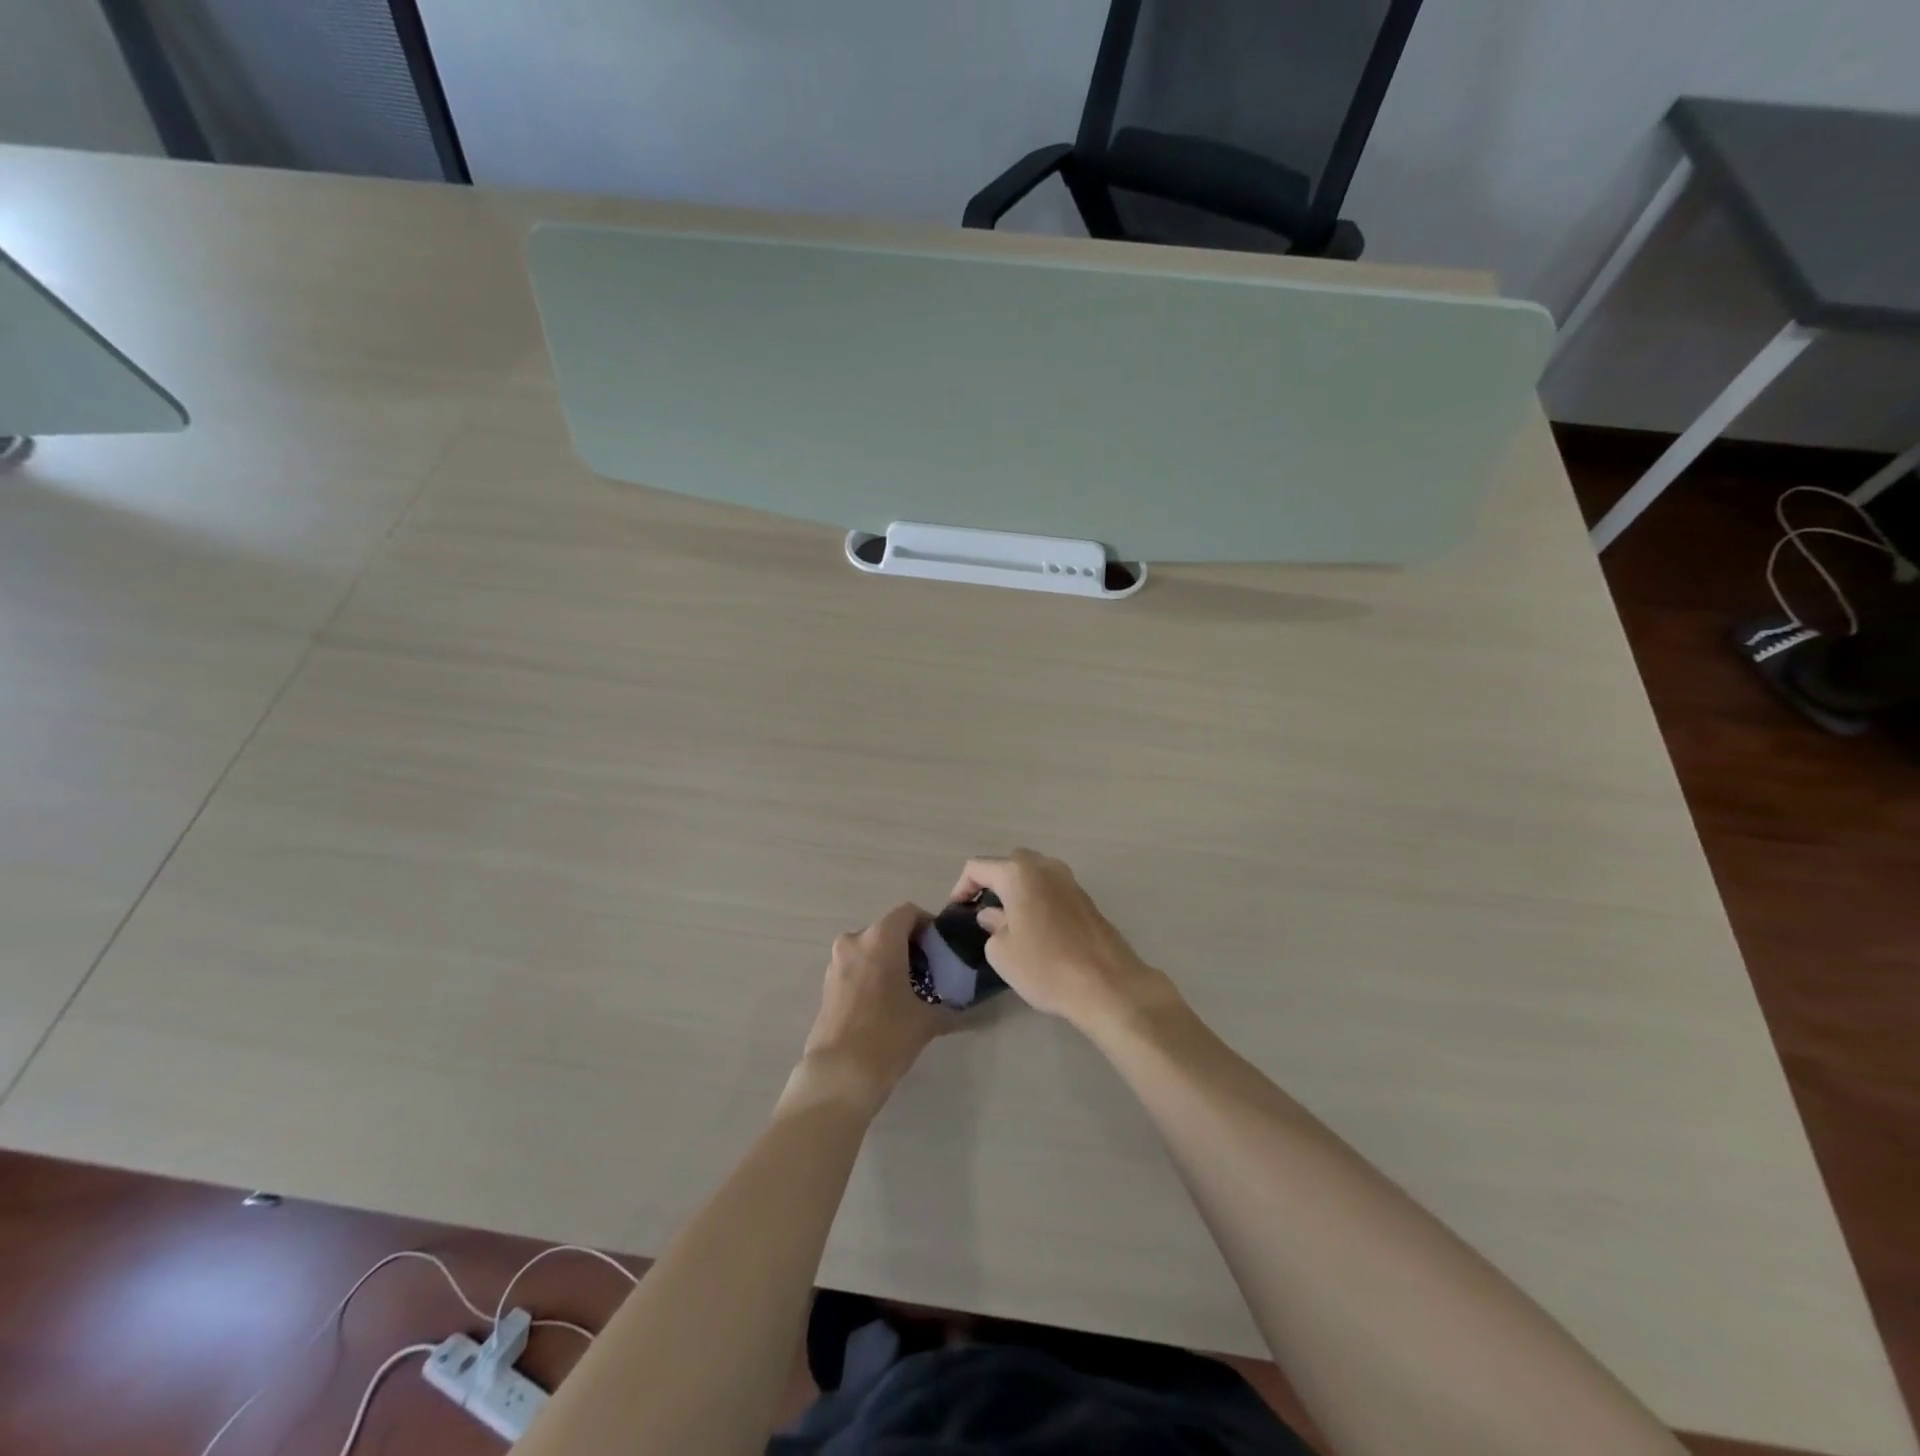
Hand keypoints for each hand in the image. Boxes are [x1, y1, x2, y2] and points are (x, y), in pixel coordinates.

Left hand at [792, 903, 951, 1115]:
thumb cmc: (888, 1036)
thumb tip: (969, 1013)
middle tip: (930, 972)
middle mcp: (855, 941)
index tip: (941, 949)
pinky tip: (886, 1004)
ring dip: (890, 961)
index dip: (928, 926)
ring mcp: (836, 962)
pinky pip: (856, 966)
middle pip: (888, 930)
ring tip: (909, 991)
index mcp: (880, 938)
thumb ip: (950, 1009)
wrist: (839, 1074)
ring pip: (870, 948)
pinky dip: (872, 974)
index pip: (909, 913)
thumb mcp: (927, 1021)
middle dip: (910, 946)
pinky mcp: (827, 984)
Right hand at [950, 850, 1171, 1031]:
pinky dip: (1037, 899)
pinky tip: (1035, 927)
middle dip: (991, 882)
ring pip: (1033, 874)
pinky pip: (1051, 889)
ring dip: (1016, 890)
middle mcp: (1045, 867)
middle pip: (1008, 864)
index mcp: (1018, 873)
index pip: (978, 867)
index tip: (957, 911)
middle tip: (981, 910)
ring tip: (1007, 919)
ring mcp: (1069, 880)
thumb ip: (992, 926)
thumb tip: (994, 916)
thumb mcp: (1002, 952)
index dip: (962, 887)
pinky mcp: (1086, 898)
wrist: (1107, 985)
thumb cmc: (1046, 966)